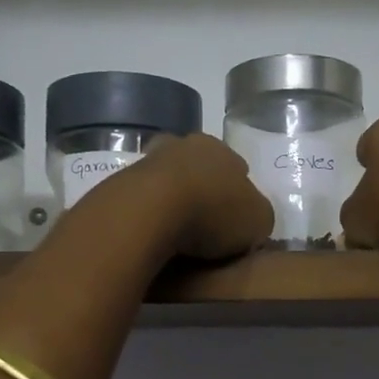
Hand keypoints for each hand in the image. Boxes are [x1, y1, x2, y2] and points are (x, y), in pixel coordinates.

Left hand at [125, 132, 274, 260]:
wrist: (149, 212)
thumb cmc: (213, 211)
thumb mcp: (258, 221)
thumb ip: (258, 216)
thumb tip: (250, 219)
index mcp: (220, 148)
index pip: (236, 167)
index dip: (238, 193)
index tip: (236, 218)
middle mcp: (183, 145)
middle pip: (198, 167)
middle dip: (203, 188)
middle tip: (207, 221)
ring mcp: (147, 161)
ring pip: (167, 179)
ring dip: (172, 199)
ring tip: (178, 231)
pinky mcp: (119, 182)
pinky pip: (143, 199)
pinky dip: (150, 213)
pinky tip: (155, 234)